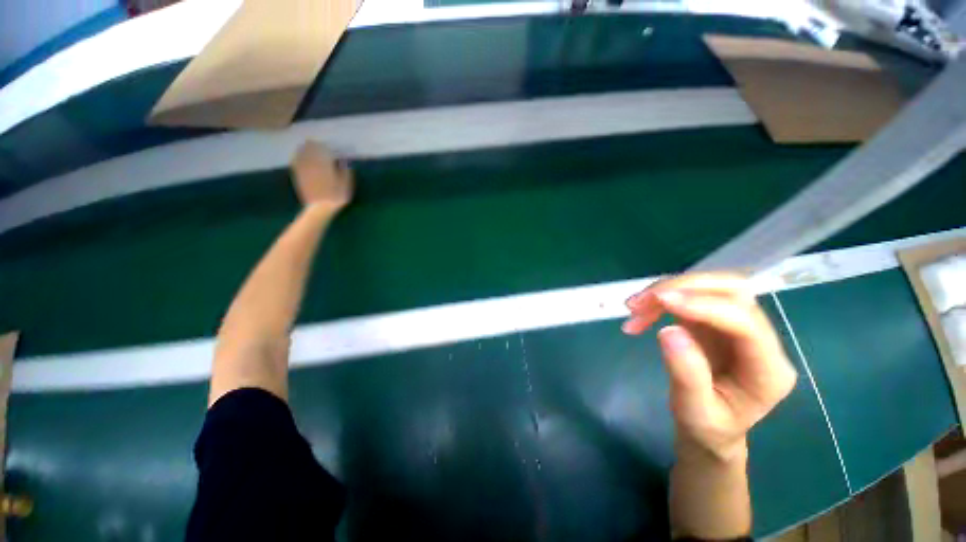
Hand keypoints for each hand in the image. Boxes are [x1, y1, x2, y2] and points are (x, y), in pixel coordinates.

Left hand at [291, 141, 353, 211]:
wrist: (320, 208)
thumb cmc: (336, 197)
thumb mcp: (346, 185)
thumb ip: (345, 171)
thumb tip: (344, 161)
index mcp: (324, 164)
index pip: (324, 149)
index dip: (328, 146)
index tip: (332, 146)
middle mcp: (312, 163)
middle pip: (310, 147)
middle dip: (315, 145)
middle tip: (320, 144)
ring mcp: (303, 168)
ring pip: (301, 152)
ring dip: (306, 148)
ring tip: (309, 147)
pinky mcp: (298, 175)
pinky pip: (296, 161)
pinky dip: (298, 156)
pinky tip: (300, 156)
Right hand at [622, 273, 796, 460]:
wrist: (710, 429)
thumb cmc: (707, 427)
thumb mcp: (694, 412)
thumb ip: (686, 374)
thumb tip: (668, 331)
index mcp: (769, 370)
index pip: (745, 323)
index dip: (704, 306)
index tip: (660, 301)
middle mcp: (761, 340)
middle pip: (733, 291)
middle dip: (684, 287)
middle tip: (642, 299)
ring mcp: (738, 326)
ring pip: (709, 287)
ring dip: (667, 290)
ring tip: (633, 307)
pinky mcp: (715, 321)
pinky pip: (689, 296)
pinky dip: (661, 299)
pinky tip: (640, 314)